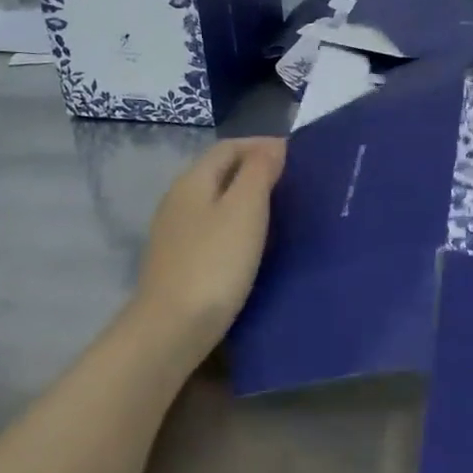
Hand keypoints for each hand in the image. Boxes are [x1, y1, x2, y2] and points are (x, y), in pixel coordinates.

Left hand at [132, 136, 285, 365]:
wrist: (174, 327)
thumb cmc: (216, 262)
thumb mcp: (245, 209)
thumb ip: (259, 172)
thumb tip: (273, 147)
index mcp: (193, 181)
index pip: (229, 147)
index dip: (263, 145)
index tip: (298, 156)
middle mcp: (178, 200)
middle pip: (220, 172)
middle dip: (256, 169)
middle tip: (295, 182)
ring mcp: (175, 232)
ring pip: (216, 200)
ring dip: (247, 197)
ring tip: (282, 210)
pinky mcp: (180, 260)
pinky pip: (213, 227)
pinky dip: (237, 223)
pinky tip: (255, 242)